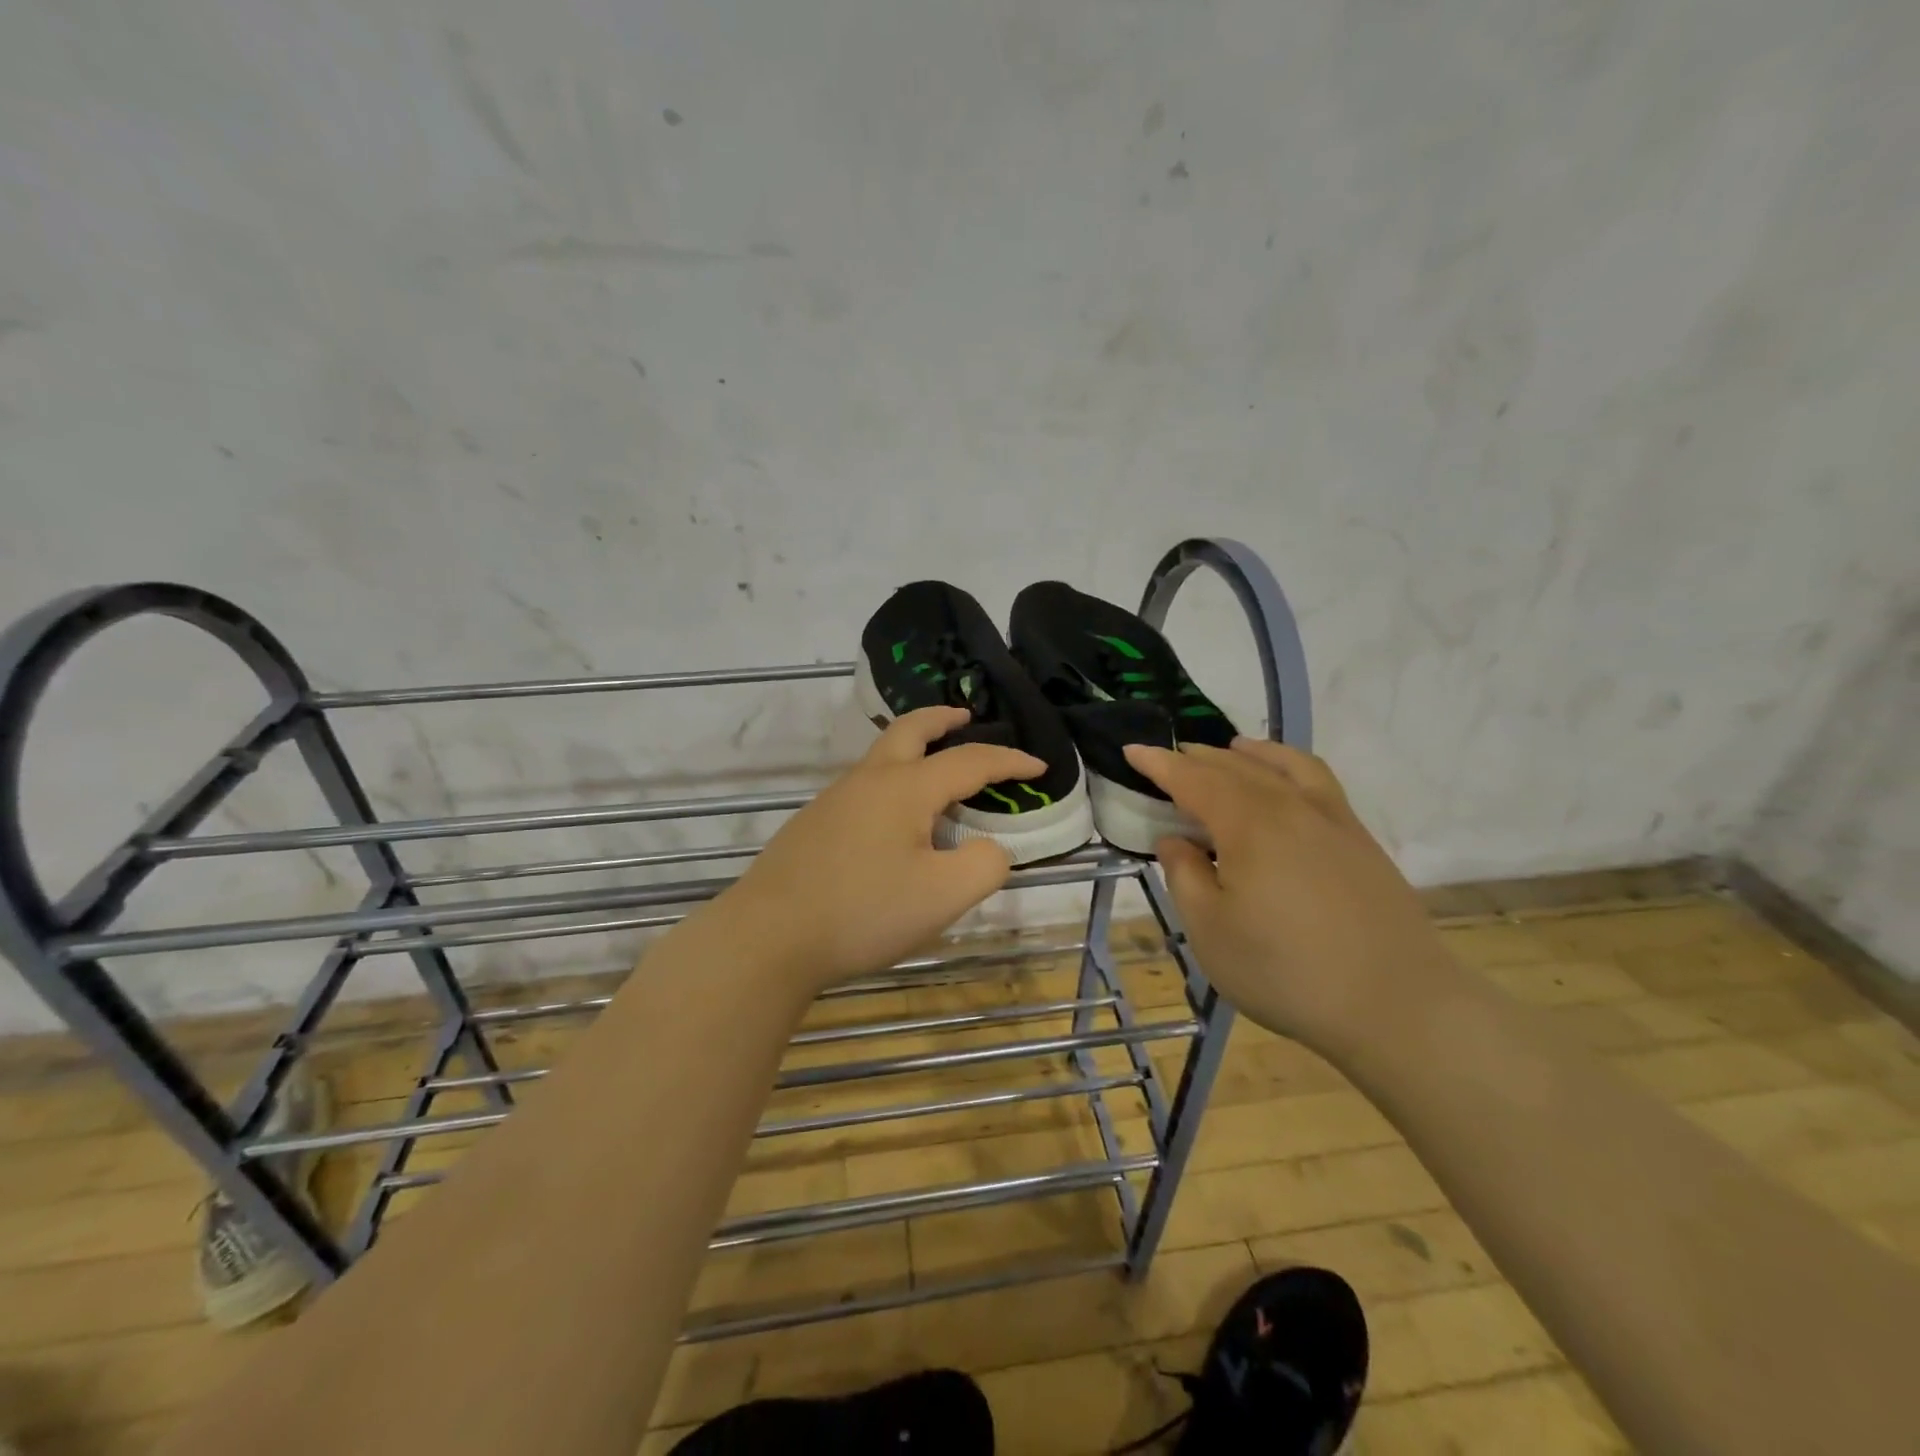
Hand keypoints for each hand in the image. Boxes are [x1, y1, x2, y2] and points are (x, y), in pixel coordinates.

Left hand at [702, 707, 1042, 994]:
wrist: (768, 937)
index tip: (1039, 766)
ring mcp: (834, 800)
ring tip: (938, 773)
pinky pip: (865, 786)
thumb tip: (989, 848)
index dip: (1009, 761)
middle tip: (967, 717)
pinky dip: (893, 780)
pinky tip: (896, 821)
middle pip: (910, 730)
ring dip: (915, 749)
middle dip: (943, 719)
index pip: (970, 761)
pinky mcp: (814, 825)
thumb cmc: (862, 911)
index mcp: (905, 788)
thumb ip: (984, 865)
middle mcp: (868, 781)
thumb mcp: (943, 896)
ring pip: (882, 756)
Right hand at [1125, 738, 1450, 1057]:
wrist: (1397, 1005)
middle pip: (1235, 768)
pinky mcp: (1360, 839)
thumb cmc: (1286, 971)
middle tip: (1169, 759)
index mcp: (1248, 825)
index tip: (1132, 750)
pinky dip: (1290, 766)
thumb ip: (1185, 876)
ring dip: (1247, 754)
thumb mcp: (1211, 931)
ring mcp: (1332, 819)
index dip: (1160, 764)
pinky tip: (1286, 781)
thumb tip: (1175, 840)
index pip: (1193, 779)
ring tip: (1229, 750)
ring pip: (1282, 766)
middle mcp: (1290, 807)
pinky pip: (1317, 781)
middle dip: (1196, 758)